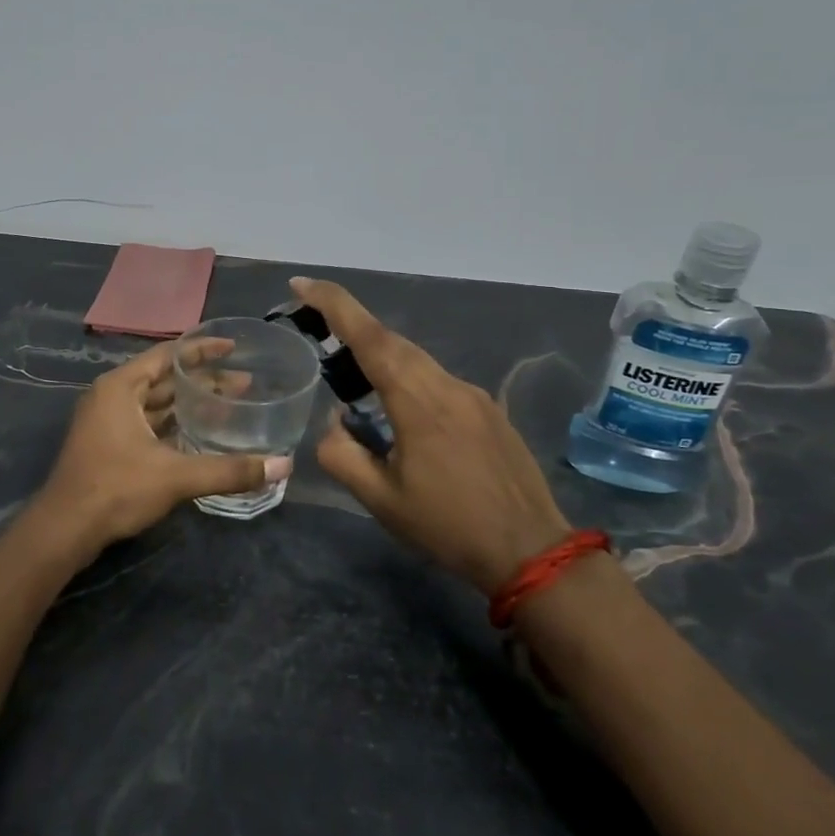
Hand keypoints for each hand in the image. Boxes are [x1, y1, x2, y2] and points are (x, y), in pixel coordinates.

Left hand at [29, 339, 292, 564]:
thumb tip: (283, 466)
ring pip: (156, 403)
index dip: (202, 350)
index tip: (234, 348)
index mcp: (120, 387)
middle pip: (164, 379)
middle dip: (203, 381)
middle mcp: (112, 396)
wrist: (65, 530)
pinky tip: (200, 434)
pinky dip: (173, 424)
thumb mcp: (176, 476)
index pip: (168, 355)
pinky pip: (147, 423)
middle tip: (245, 384)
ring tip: (228, 405)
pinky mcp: (108, 445)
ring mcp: (107, 421)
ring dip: (189, 403)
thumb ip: (229, 470)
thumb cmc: (115, 489)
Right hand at [292, 277, 570, 594]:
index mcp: (418, 401)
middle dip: (351, 325)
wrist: (532, 551)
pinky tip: (403, 415)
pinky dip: (409, 381)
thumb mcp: (382, 500)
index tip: (302, 284)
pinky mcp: (489, 410)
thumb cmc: (449, 527)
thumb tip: (335, 424)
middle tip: (315, 325)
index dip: (334, 304)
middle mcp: (447, 385)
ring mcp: (474, 395)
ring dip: (381, 359)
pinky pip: (439, 381)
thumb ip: (343, 455)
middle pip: (392, 341)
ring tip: (354, 380)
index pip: (370, 337)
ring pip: (417, 361)